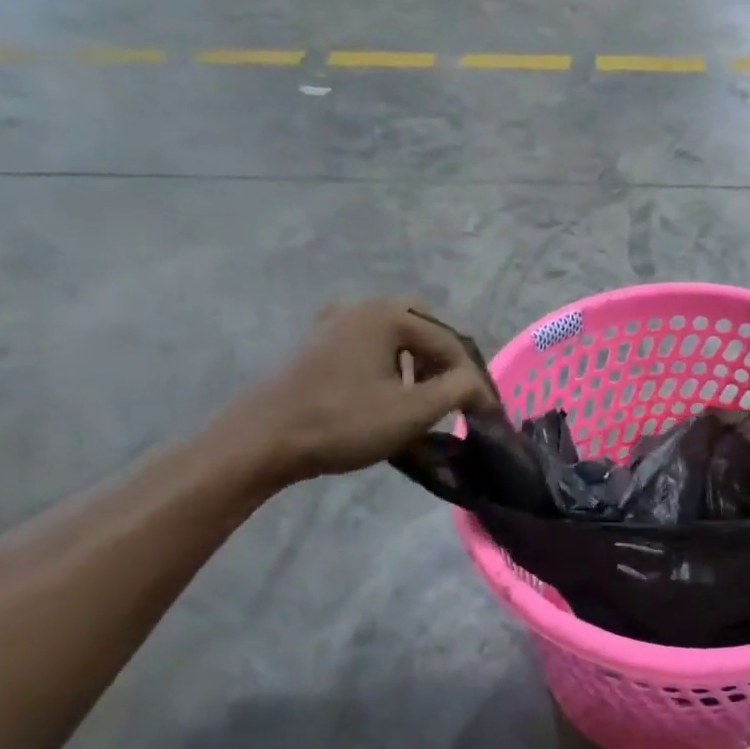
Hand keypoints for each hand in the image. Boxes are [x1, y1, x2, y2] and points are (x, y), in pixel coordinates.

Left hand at [223, 299, 497, 482]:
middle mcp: (361, 307)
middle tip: (452, 395)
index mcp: (387, 315)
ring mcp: (334, 323)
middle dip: (443, 361)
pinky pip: (369, 346)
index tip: (487, 414)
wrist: (262, 440)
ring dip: (417, 363)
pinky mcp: (317, 345)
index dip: (473, 381)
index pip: (449, 344)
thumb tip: (480, 388)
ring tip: (422, 400)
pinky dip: (389, 365)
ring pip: (395, 336)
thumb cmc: (342, 422)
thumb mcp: (413, 411)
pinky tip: (385, 396)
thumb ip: (459, 391)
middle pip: (422, 327)